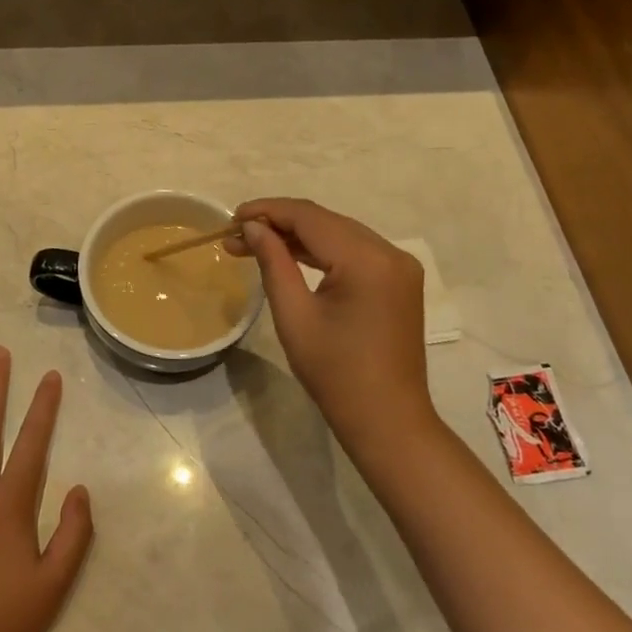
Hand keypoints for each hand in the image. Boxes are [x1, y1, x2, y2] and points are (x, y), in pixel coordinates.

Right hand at [231, 198, 437, 459]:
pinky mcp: (399, 281)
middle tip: (236, 236)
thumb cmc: (336, 374)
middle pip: (326, 221)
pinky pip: (355, 251)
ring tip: (254, 245)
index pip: (310, 217)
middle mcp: (390, 253)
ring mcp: (400, 266)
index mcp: (367, 260)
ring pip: (340, 233)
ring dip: (298, 236)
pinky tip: (291, 256)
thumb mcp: (295, 316)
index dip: (268, 211)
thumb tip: (253, 227)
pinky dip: (322, 250)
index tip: (231, 218)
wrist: (387, 420)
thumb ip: (273, 262)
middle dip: (279, 223)